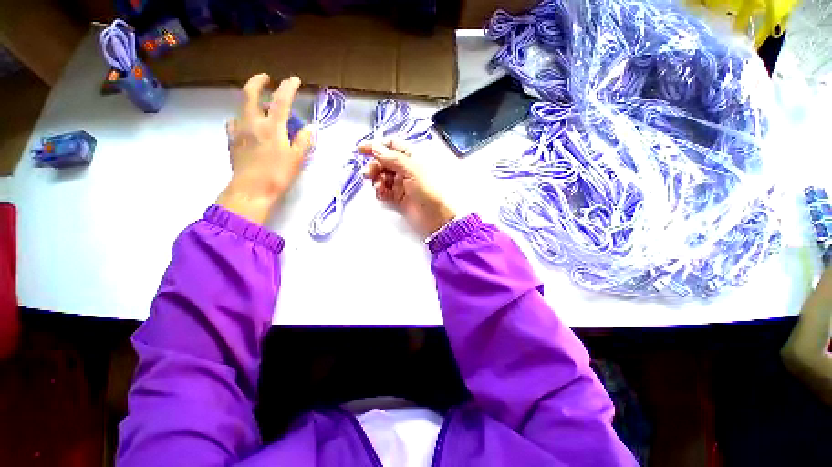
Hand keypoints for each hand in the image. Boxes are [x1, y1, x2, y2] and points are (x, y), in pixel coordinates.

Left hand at [217, 74, 313, 223]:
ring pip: (241, 107)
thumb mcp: (297, 159)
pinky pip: (234, 122)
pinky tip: (247, 125)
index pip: (281, 101)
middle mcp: (252, 123)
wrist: (251, 190)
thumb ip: (303, 141)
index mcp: (272, 127)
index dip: (288, 87)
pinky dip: (242, 118)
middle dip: (258, 81)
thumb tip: (310, 128)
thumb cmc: (278, 175)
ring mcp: (238, 130)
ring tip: (260, 106)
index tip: (294, 79)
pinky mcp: (231, 140)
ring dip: (251, 101)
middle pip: (250, 94)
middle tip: (266, 78)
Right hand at [359, 139, 454, 238]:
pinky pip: (384, 190)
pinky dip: (380, 191)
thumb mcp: (412, 170)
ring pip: (382, 176)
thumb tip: (375, 146)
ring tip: (378, 186)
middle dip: (374, 165)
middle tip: (367, 173)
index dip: (377, 145)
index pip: (392, 145)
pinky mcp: (397, 196)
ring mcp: (401, 183)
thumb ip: (392, 158)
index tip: (361, 149)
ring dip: (376, 179)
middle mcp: (405, 168)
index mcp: (412, 157)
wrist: (436, 216)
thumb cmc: (428, 189)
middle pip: (384, 161)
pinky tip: (381, 194)